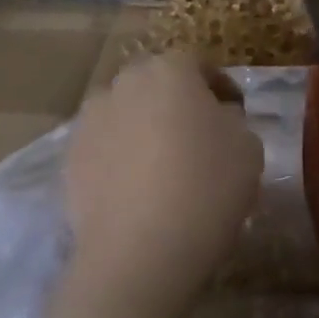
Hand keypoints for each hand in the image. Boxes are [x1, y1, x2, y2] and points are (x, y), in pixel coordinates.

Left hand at [65, 52, 261, 310]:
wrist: (137, 253)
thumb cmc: (204, 189)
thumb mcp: (248, 148)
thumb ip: (234, 120)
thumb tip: (217, 117)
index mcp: (170, 69)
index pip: (200, 64)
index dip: (220, 87)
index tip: (235, 113)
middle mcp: (125, 81)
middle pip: (157, 83)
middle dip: (177, 102)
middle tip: (198, 137)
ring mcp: (92, 118)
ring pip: (127, 112)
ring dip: (144, 126)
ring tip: (161, 165)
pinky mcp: (70, 156)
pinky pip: (104, 145)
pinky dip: (119, 156)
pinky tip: (134, 189)